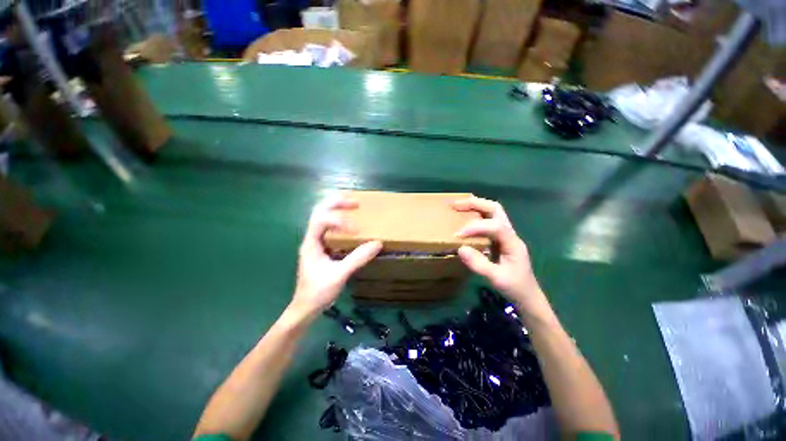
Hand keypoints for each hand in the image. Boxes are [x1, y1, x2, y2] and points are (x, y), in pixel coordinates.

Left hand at [290, 196, 381, 319]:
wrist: (305, 308)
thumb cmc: (318, 292)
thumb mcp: (339, 275)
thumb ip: (357, 258)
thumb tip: (377, 243)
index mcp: (311, 243)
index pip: (321, 220)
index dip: (339, 220)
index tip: (356, 230)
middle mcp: (312, 239)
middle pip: (319, 212)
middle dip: (336, 204)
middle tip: (355, 202)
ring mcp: (316, 243)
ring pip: (323, 217)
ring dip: (337, 209)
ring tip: (353, 206)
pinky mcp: (322, 248)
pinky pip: (329, 228)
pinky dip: (339, 220)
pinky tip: (350, 223)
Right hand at [454, 197, 547, 314]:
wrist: (527, 295)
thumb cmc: (515, 287)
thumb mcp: (497, 279)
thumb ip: (479, 264)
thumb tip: (460, 248)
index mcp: (513, 242)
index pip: (494, 226)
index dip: (475, 227)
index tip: (458, 235)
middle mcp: (510, 234)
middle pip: (495, 209)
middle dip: (475, 204)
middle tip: (456, 205)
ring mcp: (506, 235)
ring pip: (493, 212)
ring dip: (476, 206)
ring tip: (458, 207)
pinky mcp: (500, 239)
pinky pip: (488, 221)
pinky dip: (476, 216)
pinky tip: (465, 218)